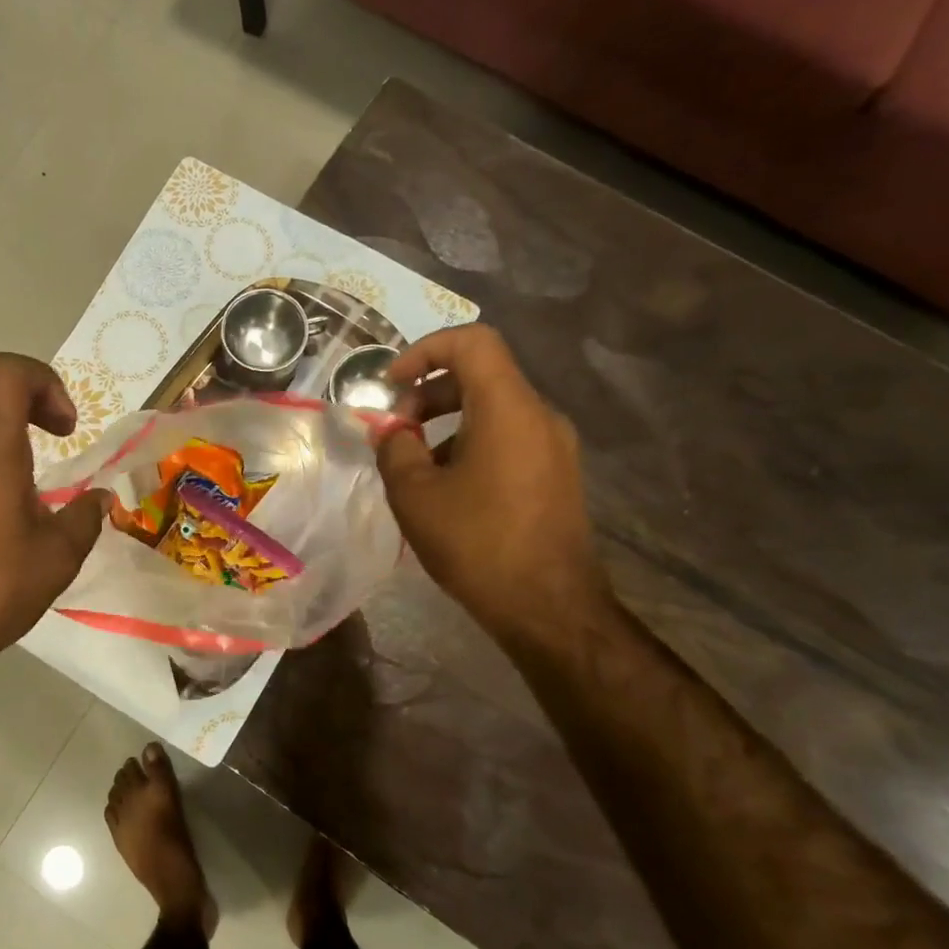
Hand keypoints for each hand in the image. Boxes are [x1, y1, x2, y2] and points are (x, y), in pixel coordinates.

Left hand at [0, 353, 108, 686]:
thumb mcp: (58, 558)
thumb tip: (99, 499)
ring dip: (7, 435)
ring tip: (35, 489)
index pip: (5, 372)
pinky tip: (2, 522)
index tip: (67, 428)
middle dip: (28, 397)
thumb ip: (85, 518)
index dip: (44, 381)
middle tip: (57, 436)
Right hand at [377, 326, 609, 642]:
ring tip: (415, 465)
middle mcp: (539, 415)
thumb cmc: (477, 543)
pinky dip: (471, 444)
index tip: (391, 384)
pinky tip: (448, 489)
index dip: (424, 350)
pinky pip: (509, 438)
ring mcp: (555, 446)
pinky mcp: (558, 474)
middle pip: (481, 375)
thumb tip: (392, 432)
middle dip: (429, 392)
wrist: (548, 607)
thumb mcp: (415, 495)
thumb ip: (394, 449)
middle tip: (396, 431)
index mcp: (508, 408)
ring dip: (447, 422)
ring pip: (494, 409)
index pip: (471, 341)